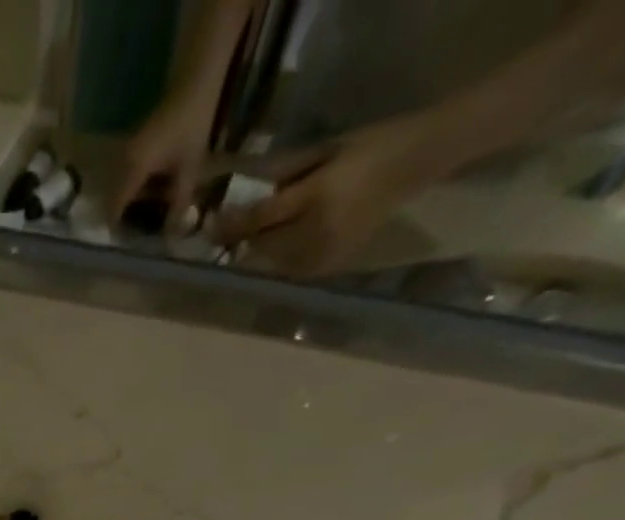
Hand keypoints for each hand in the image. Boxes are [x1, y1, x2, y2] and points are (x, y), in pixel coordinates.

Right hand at [113, 93, 216, 224]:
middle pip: (111, 201)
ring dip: (125, 204)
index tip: (127, 242)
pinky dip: (130, 190)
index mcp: (133, 170)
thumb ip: (178, 204)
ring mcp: (123, 154)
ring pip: (115, 190)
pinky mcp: (129, 149)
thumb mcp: (189, 169)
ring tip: (142, 216)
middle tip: (136, 232)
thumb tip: (171, 235)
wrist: (193, 84)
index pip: (114, 208)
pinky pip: (122, 178)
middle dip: (120, 218)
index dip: (117, 228)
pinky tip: (146, 195)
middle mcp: (121, 163)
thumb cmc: (192, 125)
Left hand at [211, 119, 436, 275]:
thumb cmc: (368, 146)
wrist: (415, 162)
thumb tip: (241, 195)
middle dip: (244, 239)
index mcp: (316, 196)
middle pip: (262, 246)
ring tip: (258, 236)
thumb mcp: (323, 151)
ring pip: (273, 261)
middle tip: (230, 230)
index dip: (230, 224)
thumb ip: (282, 173)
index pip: (260, 218)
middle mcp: (317, 232)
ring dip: (261, 251)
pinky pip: (291, 267)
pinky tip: (285, 244)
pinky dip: (281, 258)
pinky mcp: (328, 267)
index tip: (208, 226)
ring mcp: (323, 254)